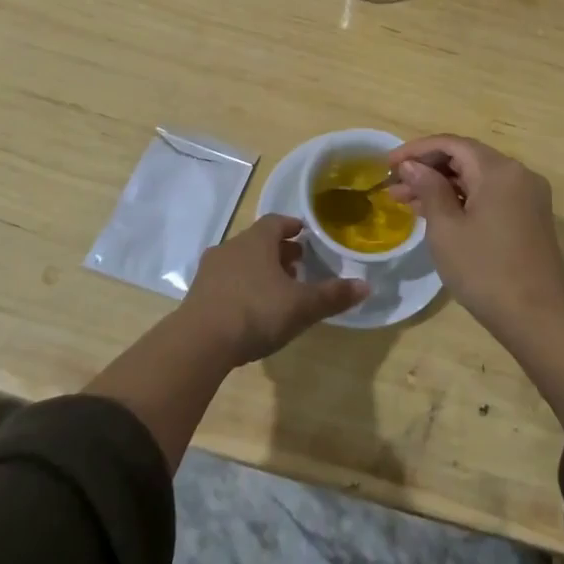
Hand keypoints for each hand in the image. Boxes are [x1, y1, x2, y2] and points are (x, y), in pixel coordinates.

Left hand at [181, 215, 367, 365]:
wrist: (199, 342)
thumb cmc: (257, 312)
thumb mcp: (302, 306)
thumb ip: (333, 295)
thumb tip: (365, 285)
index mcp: (257, 240)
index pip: (276, 221)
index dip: (292, 226)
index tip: (304, 234)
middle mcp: (231, 247)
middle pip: (258, 241)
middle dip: (278, 251)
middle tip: (297, 265)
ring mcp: (211, 270)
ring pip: (240, 261)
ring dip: (259, 270)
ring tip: (276, 289)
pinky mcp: (197, 295)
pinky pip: (226, 282)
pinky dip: (241, 287)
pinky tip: (251, 310)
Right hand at [387, 135, 563, 331]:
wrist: (537, 319)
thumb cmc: (484, 271)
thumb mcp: (446, 229)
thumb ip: (428, 189)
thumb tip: (412, 165)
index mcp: (499, 170)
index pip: (452, 144)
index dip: (417, 150)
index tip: (387, 164)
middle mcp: (518, 174)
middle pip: (466, 158)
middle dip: (428, 169)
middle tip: (393, 186)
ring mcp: (528, 196)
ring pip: (477, 178)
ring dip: (443, 185)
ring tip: (406, 201)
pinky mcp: (530, 217)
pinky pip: (490, 196)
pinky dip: (463, 199)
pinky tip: (436, 213)